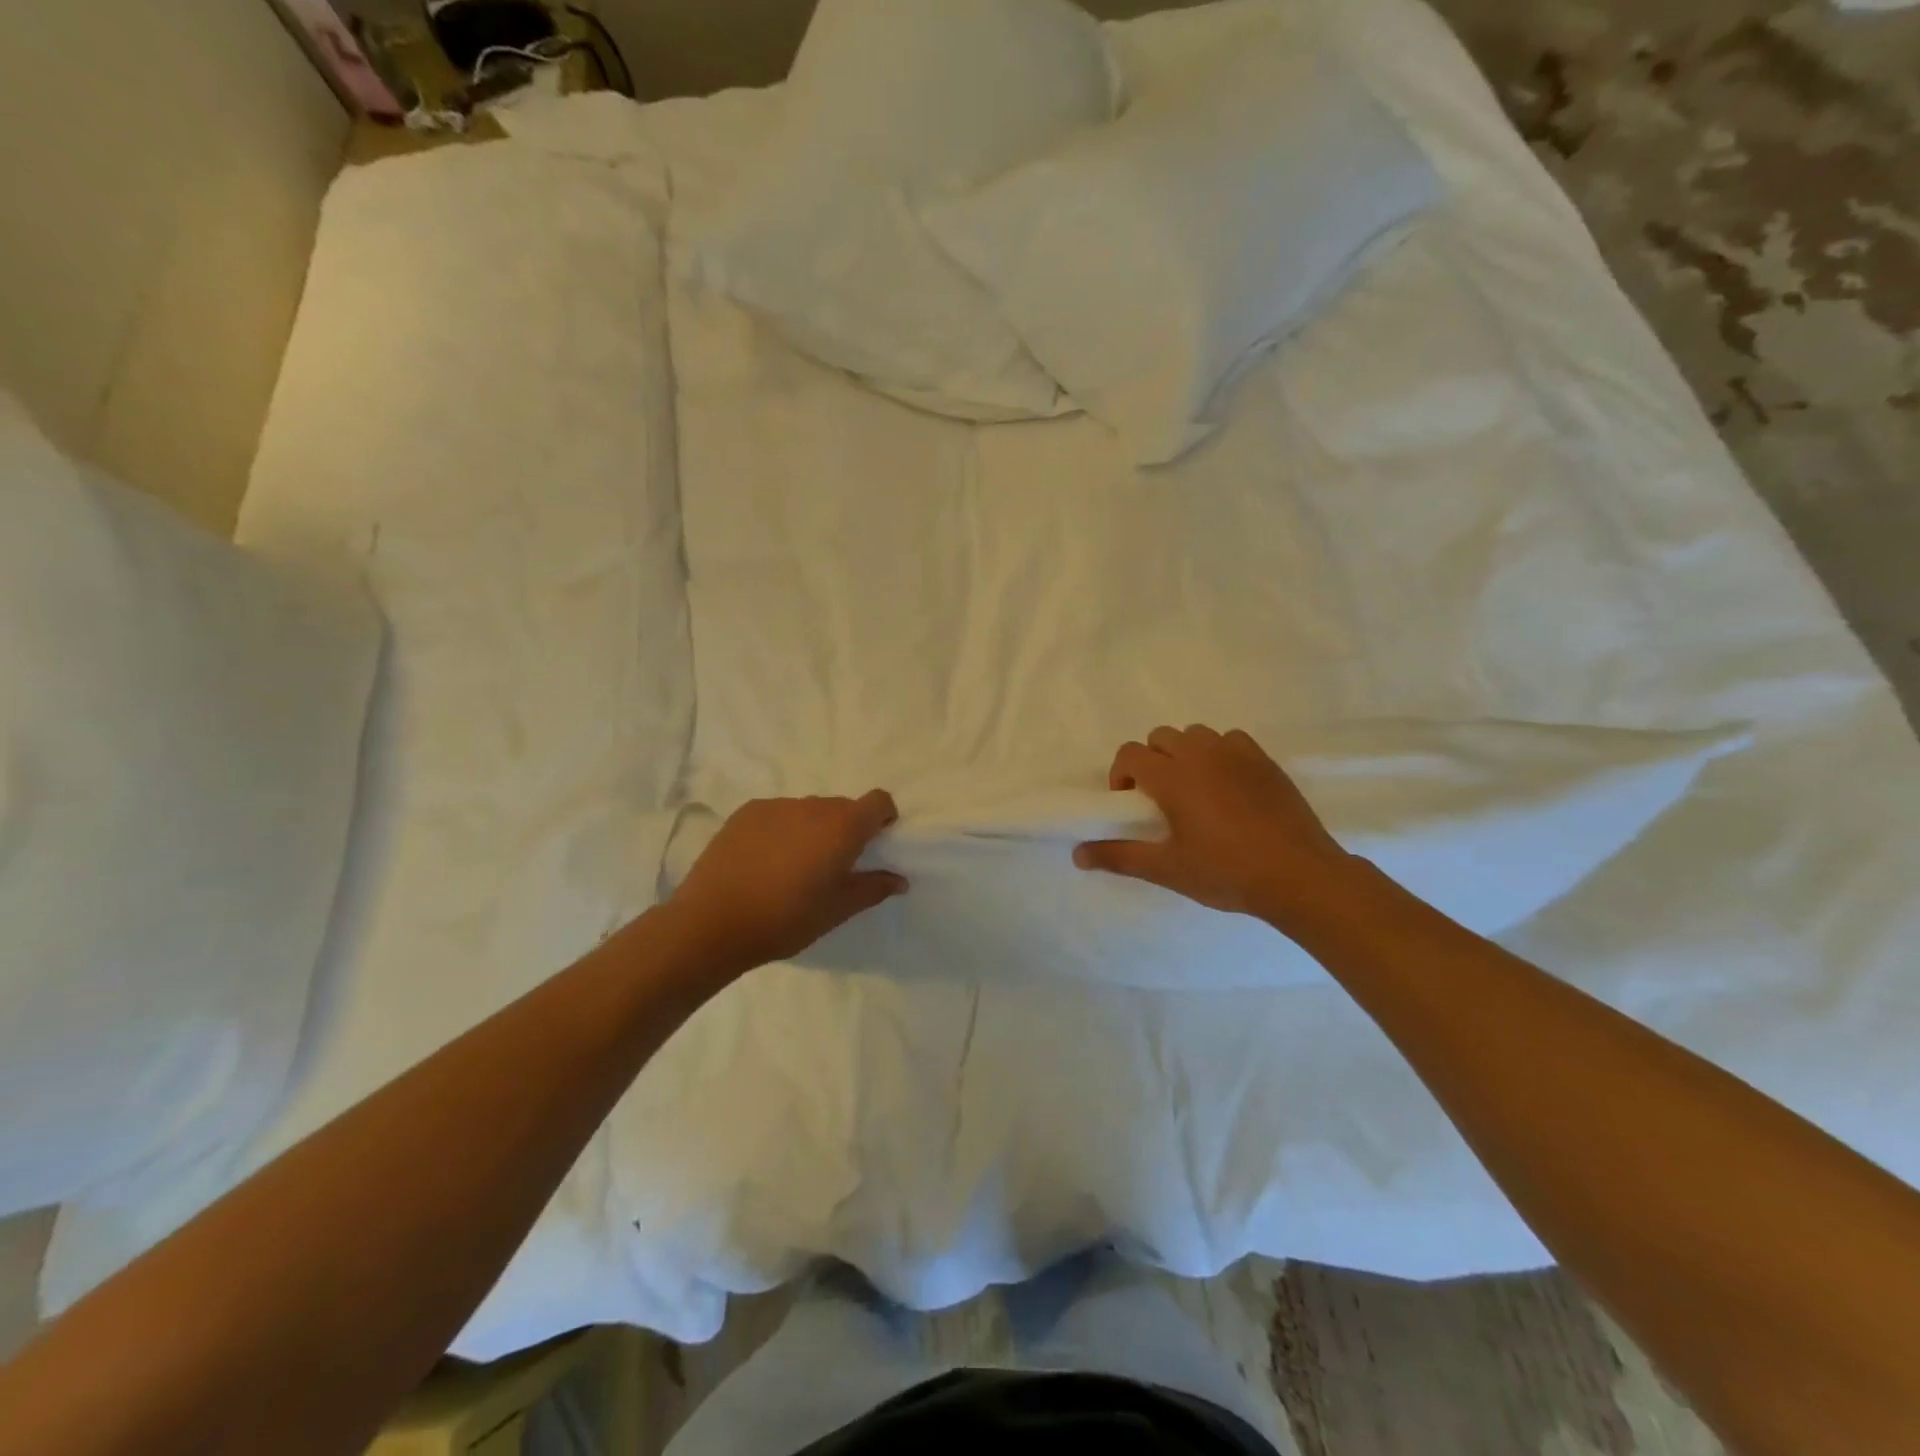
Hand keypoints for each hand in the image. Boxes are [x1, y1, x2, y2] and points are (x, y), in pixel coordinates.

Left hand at [666, 792, 906, 981]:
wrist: (712, 922)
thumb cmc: (785, 919)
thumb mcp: (837, 911)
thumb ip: (872, 889)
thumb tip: (900, 880)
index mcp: (842, 827)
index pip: (878, 801)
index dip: (883, 817)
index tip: (876, 843)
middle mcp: (813, 806)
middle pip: (842, 807)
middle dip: (846, 829)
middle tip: (833, 865)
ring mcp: (776, 806)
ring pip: (808, 810)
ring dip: (812, 829)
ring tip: (793, 866)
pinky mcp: (746, 812)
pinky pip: (778, 814)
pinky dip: (782, 829)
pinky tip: (764, 861)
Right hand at [1074, 725, 1366, 932]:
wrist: (1300, 876)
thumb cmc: (1227, 872)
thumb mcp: (1167, 869)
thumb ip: (1119, 856)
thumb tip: (1077, 855)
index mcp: (1173, 776)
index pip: (1130, 753)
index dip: (1120, 774)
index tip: (1129, 804)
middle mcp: (1201, 754)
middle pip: (1160, 737)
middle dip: (1150, 761)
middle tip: (1159, 799)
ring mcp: (1237, 754)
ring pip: (1196, 735)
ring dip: (1184, 753)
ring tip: (1193, 790)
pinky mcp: (1265, 761)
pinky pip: (1231, 740)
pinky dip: (1219, 753)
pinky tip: (1227, 786)